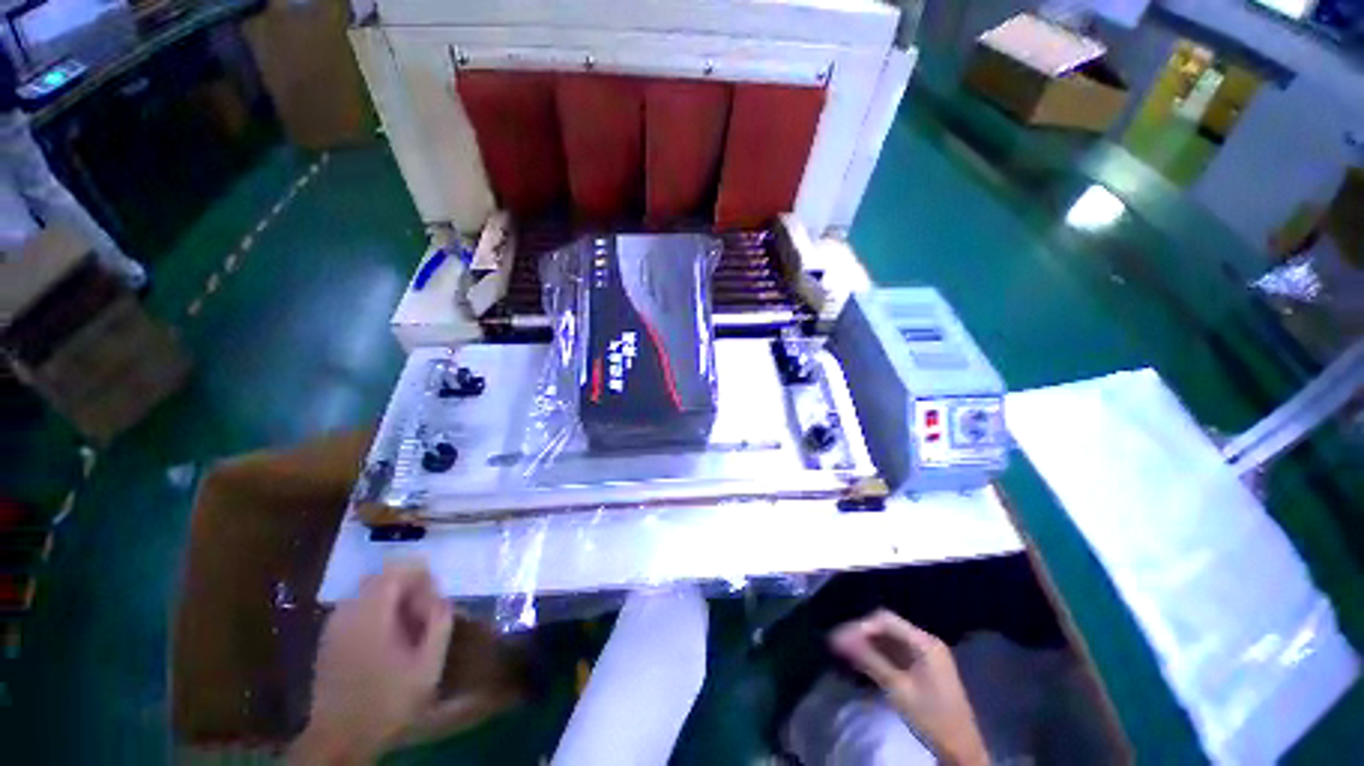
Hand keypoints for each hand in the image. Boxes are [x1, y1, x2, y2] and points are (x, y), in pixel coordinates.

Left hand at [291, 562, 453, 764]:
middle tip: (424, 611)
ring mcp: (332, 627)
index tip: (435, 594)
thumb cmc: (388, 700)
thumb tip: (442, 598)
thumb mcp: (428, 664)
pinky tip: (387, 639)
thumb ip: (439, 623)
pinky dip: (376, 613)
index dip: (419, 574)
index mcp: (370, 614)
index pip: (395, 571)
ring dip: (391, 600)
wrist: (340, 739)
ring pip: (367, 594)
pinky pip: (355, 610)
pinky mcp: (327, 641)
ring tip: (408, 626)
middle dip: (407, 587)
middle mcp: (347, 612)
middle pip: (380, 579)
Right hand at [831, 610, 987, 765]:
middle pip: (887, 627)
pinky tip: (862, 660)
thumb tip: (841, 641)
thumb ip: (870, 661)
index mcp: (924, 643)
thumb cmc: (931, 717)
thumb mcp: (898, 689)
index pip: (886, 621)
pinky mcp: (923, 668)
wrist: (961, 749)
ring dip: (868, 643)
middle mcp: (925, 642)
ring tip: (845, 650)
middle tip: (839, 643)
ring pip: (890, 639)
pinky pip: (896, 652)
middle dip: (862, 633)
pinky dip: (878, 654)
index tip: (841, 637)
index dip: (862, 625)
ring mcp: (925, 655)